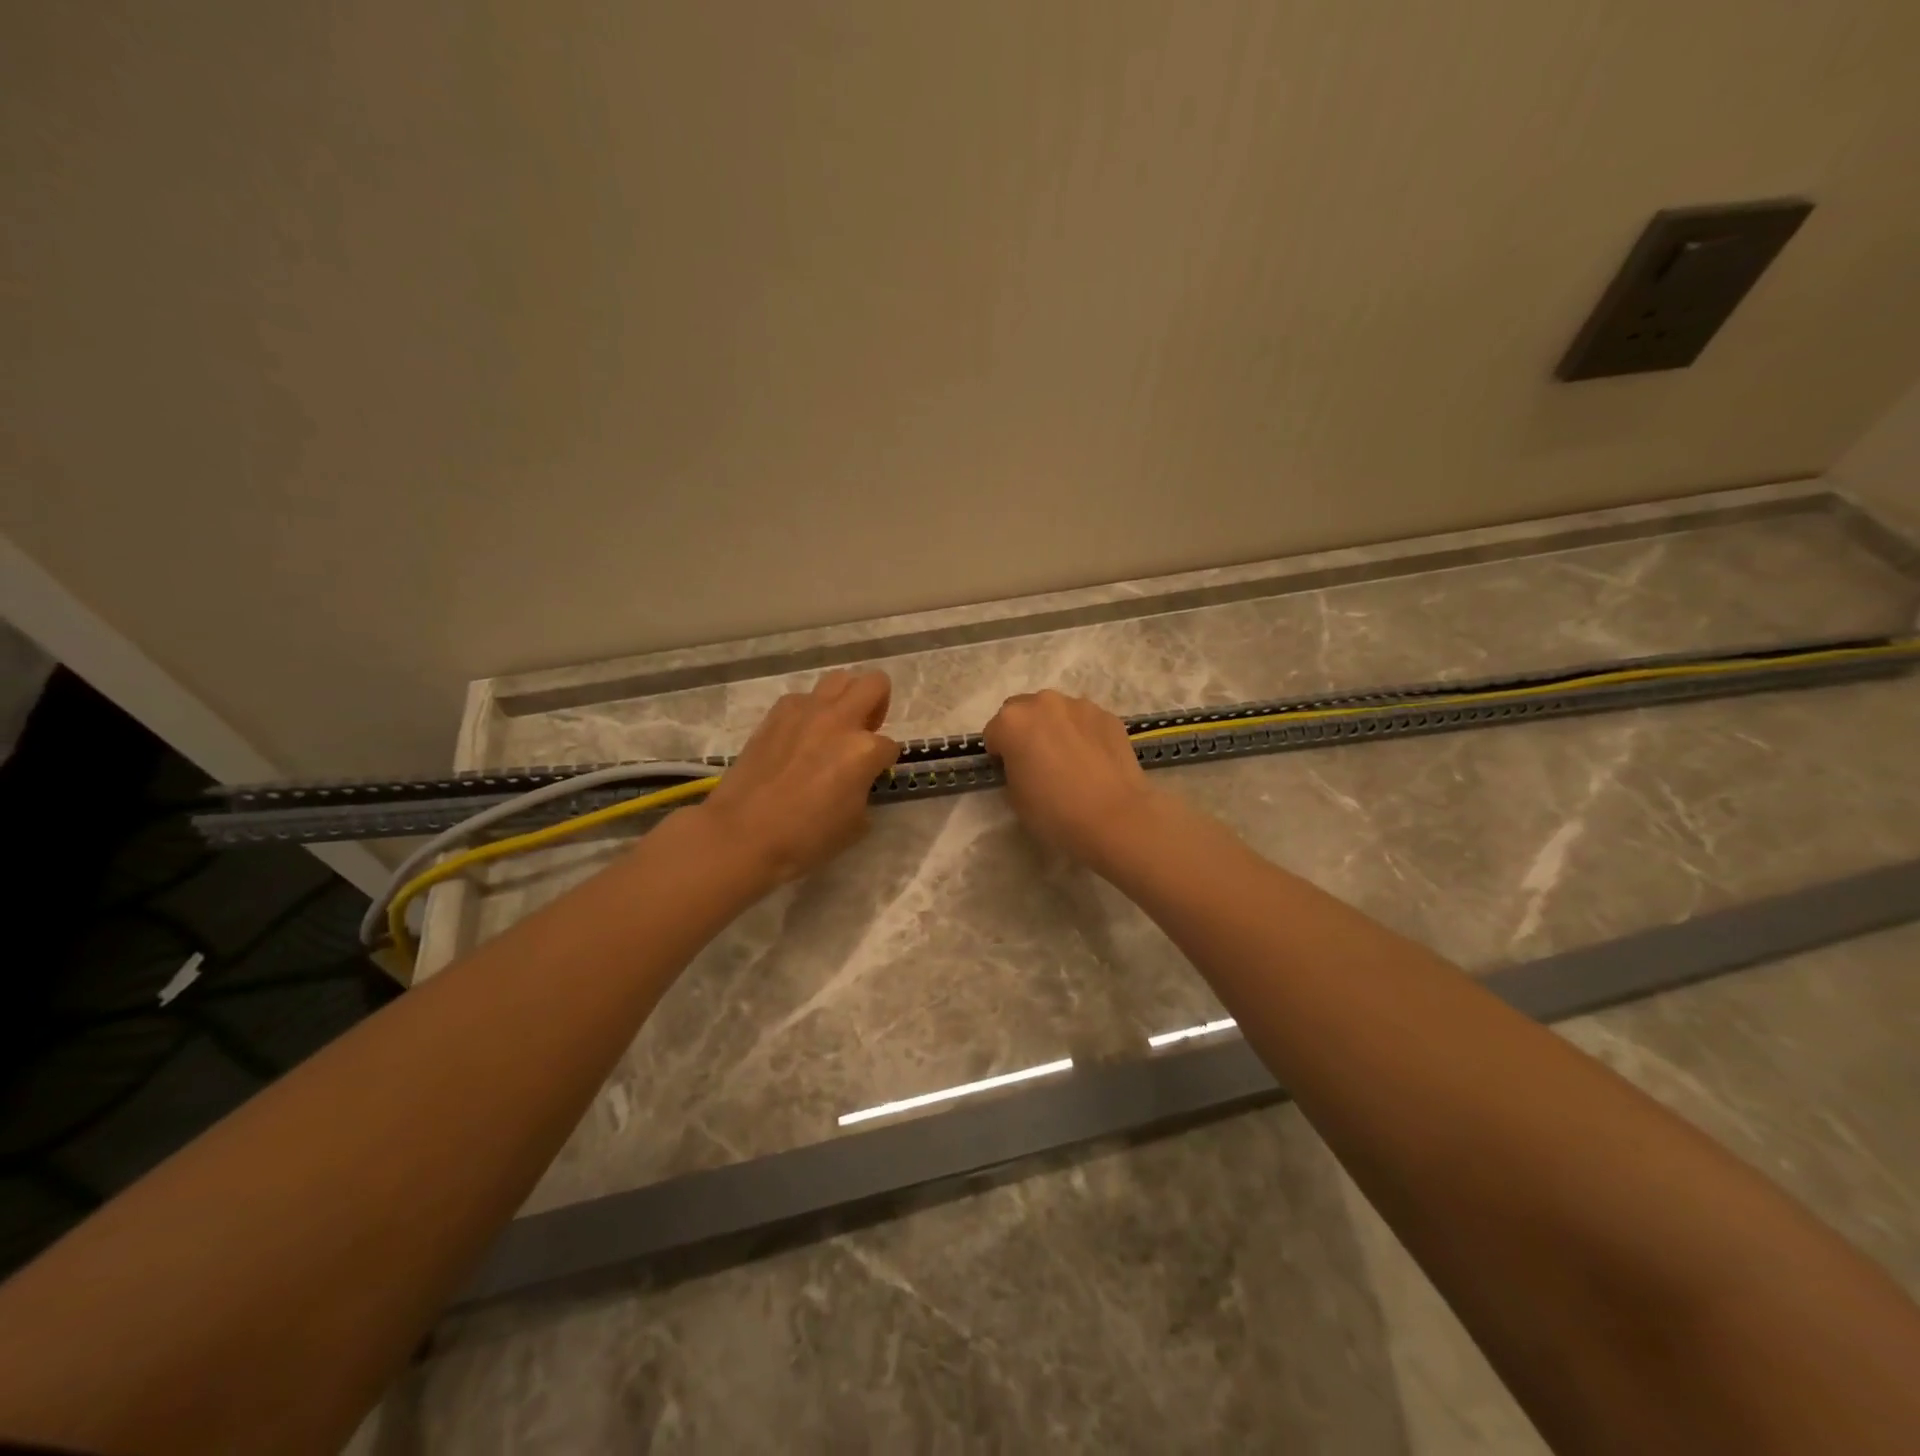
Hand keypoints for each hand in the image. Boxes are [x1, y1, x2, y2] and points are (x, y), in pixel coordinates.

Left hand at [697, 670, 901, 885]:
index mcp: (864, 750)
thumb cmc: (804, 838)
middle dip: (879, 706)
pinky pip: (804, 697)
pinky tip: (800, 736)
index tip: (872, 776)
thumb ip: (865, 792)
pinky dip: (810, 710)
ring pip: (839, 679)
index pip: (890, 746)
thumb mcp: (855, 825)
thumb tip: (858, 781)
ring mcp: (806, 711)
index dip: (884, 763)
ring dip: (846, 699)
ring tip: (835, 727)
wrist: (742, 833)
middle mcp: (839, 720)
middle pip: (875, 684)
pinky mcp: (777, 713)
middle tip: (865, 732)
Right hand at [983, 690, 1160, 869]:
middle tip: (1037, 762)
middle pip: (1023, 711)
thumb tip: (1024, 763)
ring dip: (1055, 728)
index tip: (1010, 772)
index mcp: (1012, 721)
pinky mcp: (1108, 716)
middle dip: (1025, 731)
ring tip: (1069, 761)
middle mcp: (1044, 702)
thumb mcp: (1014, 797)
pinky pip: (1085, 721)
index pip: (993, 732)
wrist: (1114, 818)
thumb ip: (1012, 768)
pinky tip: (1093, 762)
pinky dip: (1083, 734)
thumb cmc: (1054, 812)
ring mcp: (1080, 706)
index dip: (999, 754)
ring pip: (1056, 712)